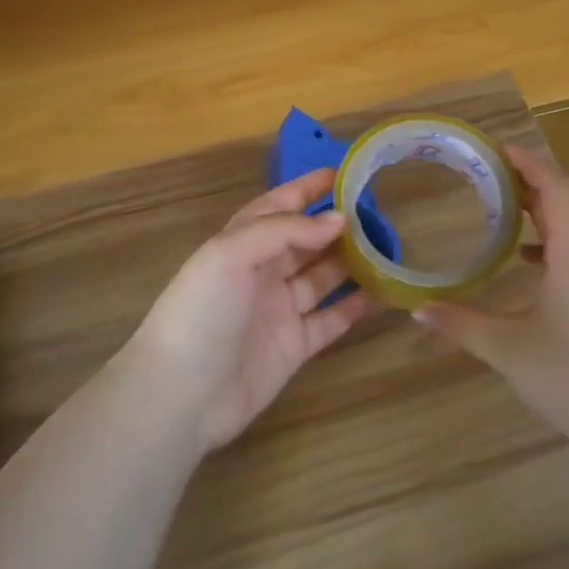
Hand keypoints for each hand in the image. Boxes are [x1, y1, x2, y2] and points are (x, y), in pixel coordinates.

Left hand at [126, 168, 372, 451]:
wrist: (182, 394)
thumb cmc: (202, 312)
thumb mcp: (231, 254)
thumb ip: (284, 230)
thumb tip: (338, 220)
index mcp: (240, 243)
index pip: (278, 206)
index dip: (307, 188)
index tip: (344, 173)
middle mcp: (261, 272)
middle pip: (305, 241)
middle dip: (336, 225)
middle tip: (379, 212)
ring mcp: (278, 310)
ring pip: (322, 277)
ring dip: (350, 262)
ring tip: (387, 247)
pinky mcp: (293, 346)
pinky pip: (329, 320)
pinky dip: (352, 307)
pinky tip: (379, 292)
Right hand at [413, 144, 568, 446]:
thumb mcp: (507, 349)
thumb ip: (460, 323)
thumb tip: (416, 308)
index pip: (554, 189)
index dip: (527, 163)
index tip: (495, 147)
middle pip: (568, 200)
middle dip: (531, 180)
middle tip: (489, 170)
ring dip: (544, 207)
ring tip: (504, 202)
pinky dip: (553, 238)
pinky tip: (526, 257)